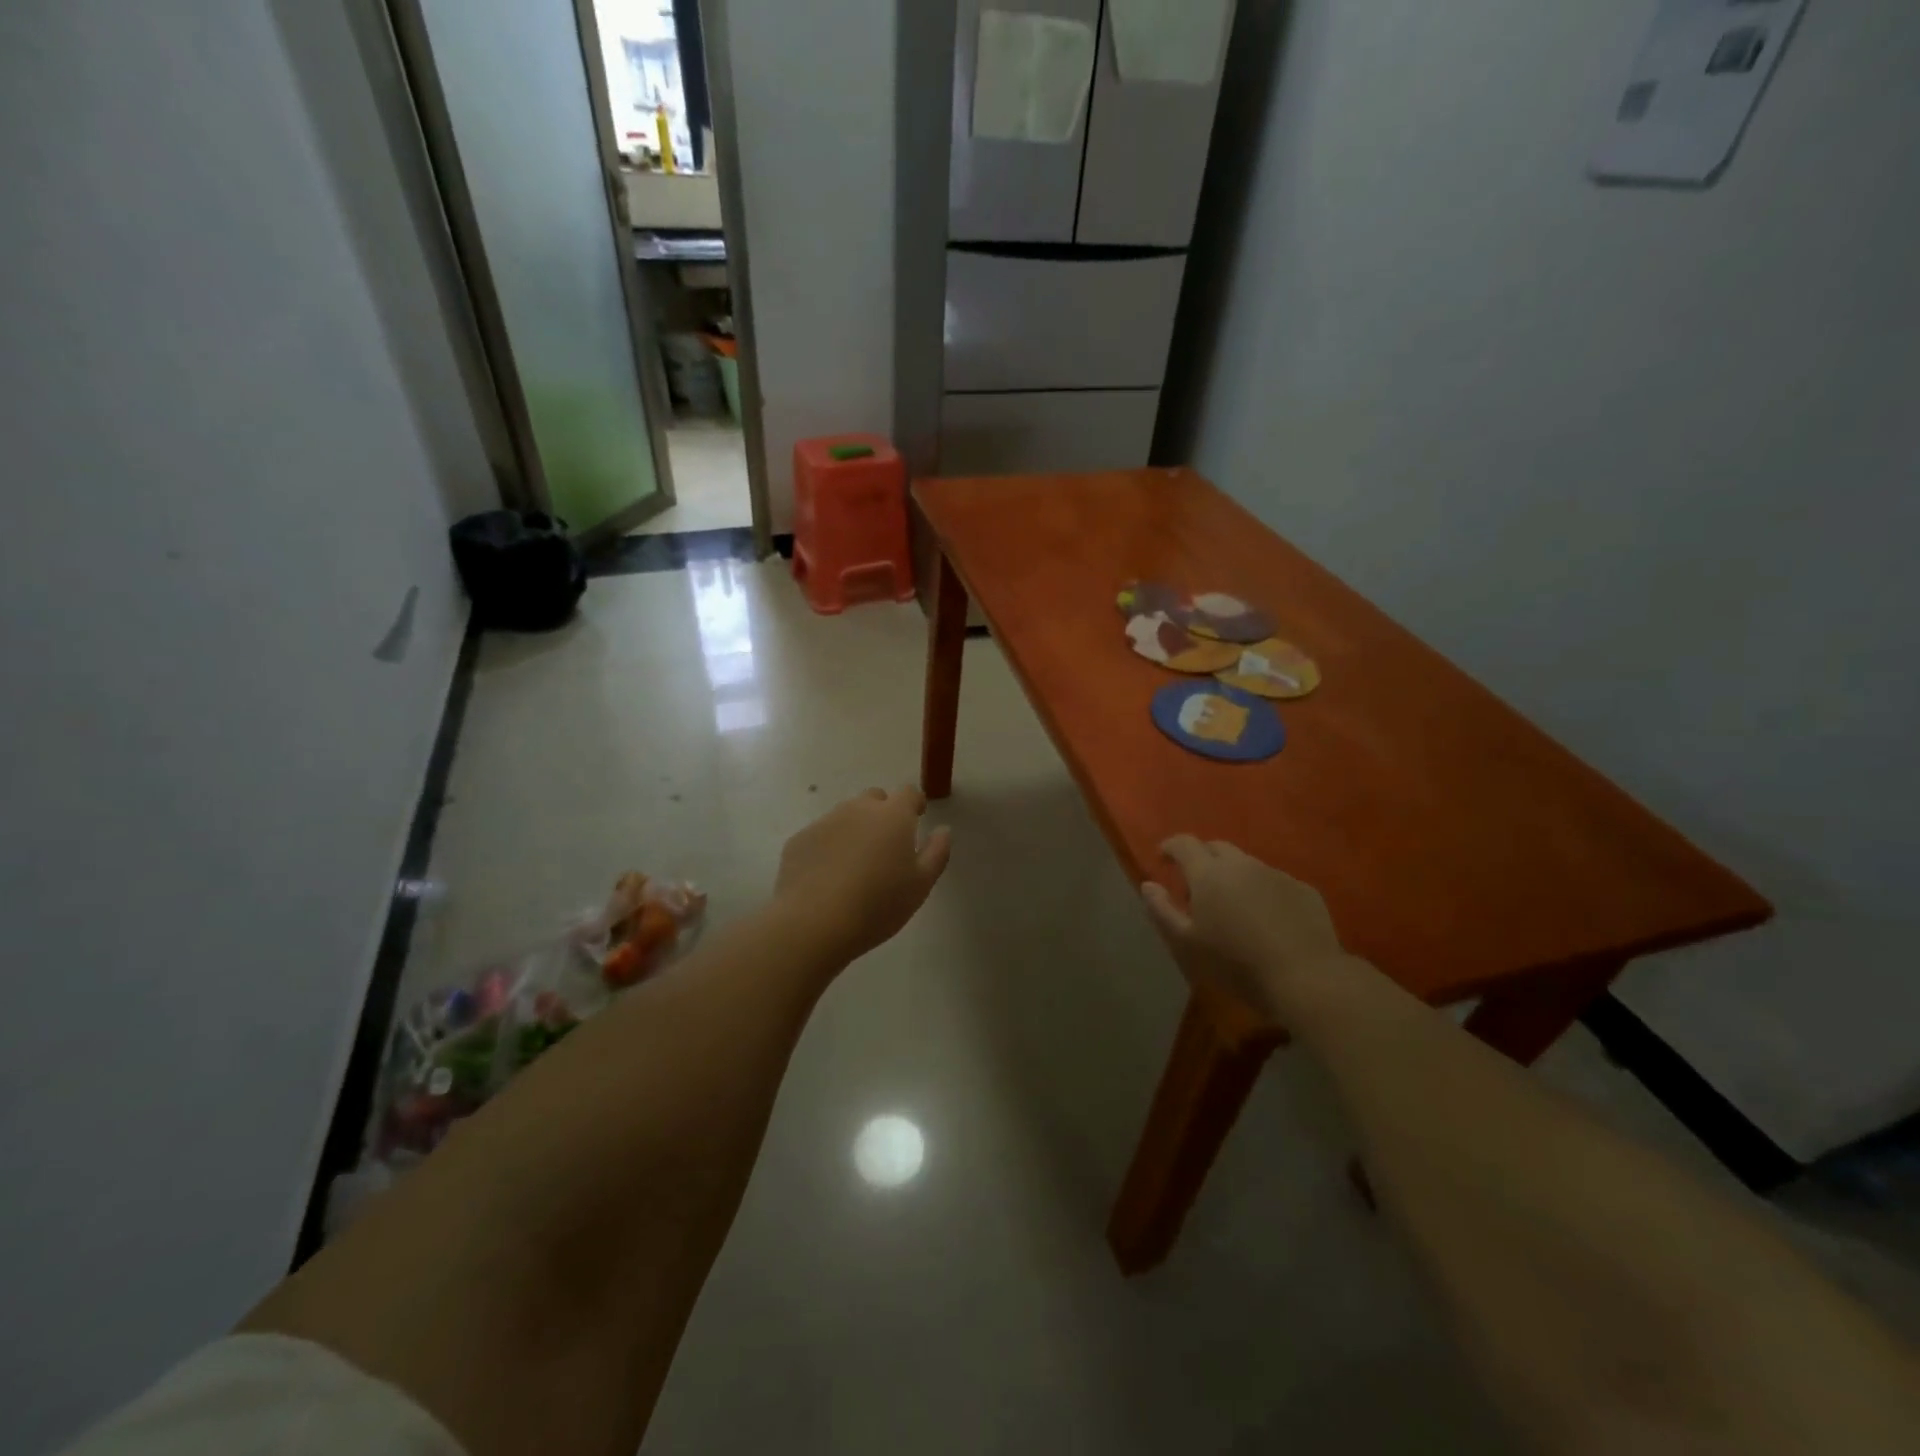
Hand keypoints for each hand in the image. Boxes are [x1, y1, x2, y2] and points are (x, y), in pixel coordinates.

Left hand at [774, 786, 951, 964]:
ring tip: (855, 864)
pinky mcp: (799, 840)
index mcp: (893, 816)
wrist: (814, 923)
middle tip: (885, 845)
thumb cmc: (878, 904)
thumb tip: (943, 830)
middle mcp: (858, 809)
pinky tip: (827, 877)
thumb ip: (937, 852)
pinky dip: (828, 847)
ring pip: (845, 815)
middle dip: (883, 813)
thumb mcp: (921, 885)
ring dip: (854, 829)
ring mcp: (825, 822)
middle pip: (874, 798)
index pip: (908, 792)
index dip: (914, 803)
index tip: (917, 817)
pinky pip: (820, 835)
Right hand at [1141, 836, 1350, 1017]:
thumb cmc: (1236, 963)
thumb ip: (1162, 910)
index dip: (1171, 847)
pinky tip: (1266, 920)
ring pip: (1247, 865)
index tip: (1163, 858)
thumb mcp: (1187, 944)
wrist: (1306, 978)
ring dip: (1234, 877)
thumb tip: (1148, 885)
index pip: (1184, 843)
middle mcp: (1242, 864)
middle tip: (1196, 885)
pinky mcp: (1304, 890)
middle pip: (1217, 848)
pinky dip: (1263, 892)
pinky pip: (1274, 883)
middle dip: (1202, 858)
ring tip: (1233, 906)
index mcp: (1209, 873)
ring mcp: (1277, 874)